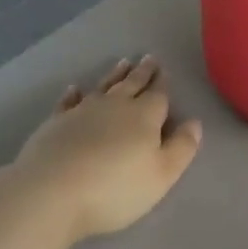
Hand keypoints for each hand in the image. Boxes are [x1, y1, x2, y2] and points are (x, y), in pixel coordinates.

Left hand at [8, 57, 202, 243]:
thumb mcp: (161, 176)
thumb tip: (195, 123)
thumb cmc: (114, 188)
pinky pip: (69, 102)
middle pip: (132, 84)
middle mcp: (115, 105)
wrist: (52, 190)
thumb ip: (181, 148)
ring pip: (104, 86)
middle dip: (143, 72)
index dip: (163, 83)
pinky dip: (74, 94)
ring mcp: (83, 111)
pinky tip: (75, 89)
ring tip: (123, 62)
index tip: (164, 69)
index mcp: (144, 116)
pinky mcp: (57, 122)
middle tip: (148, 58)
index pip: (158, 94)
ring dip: (115, 75)